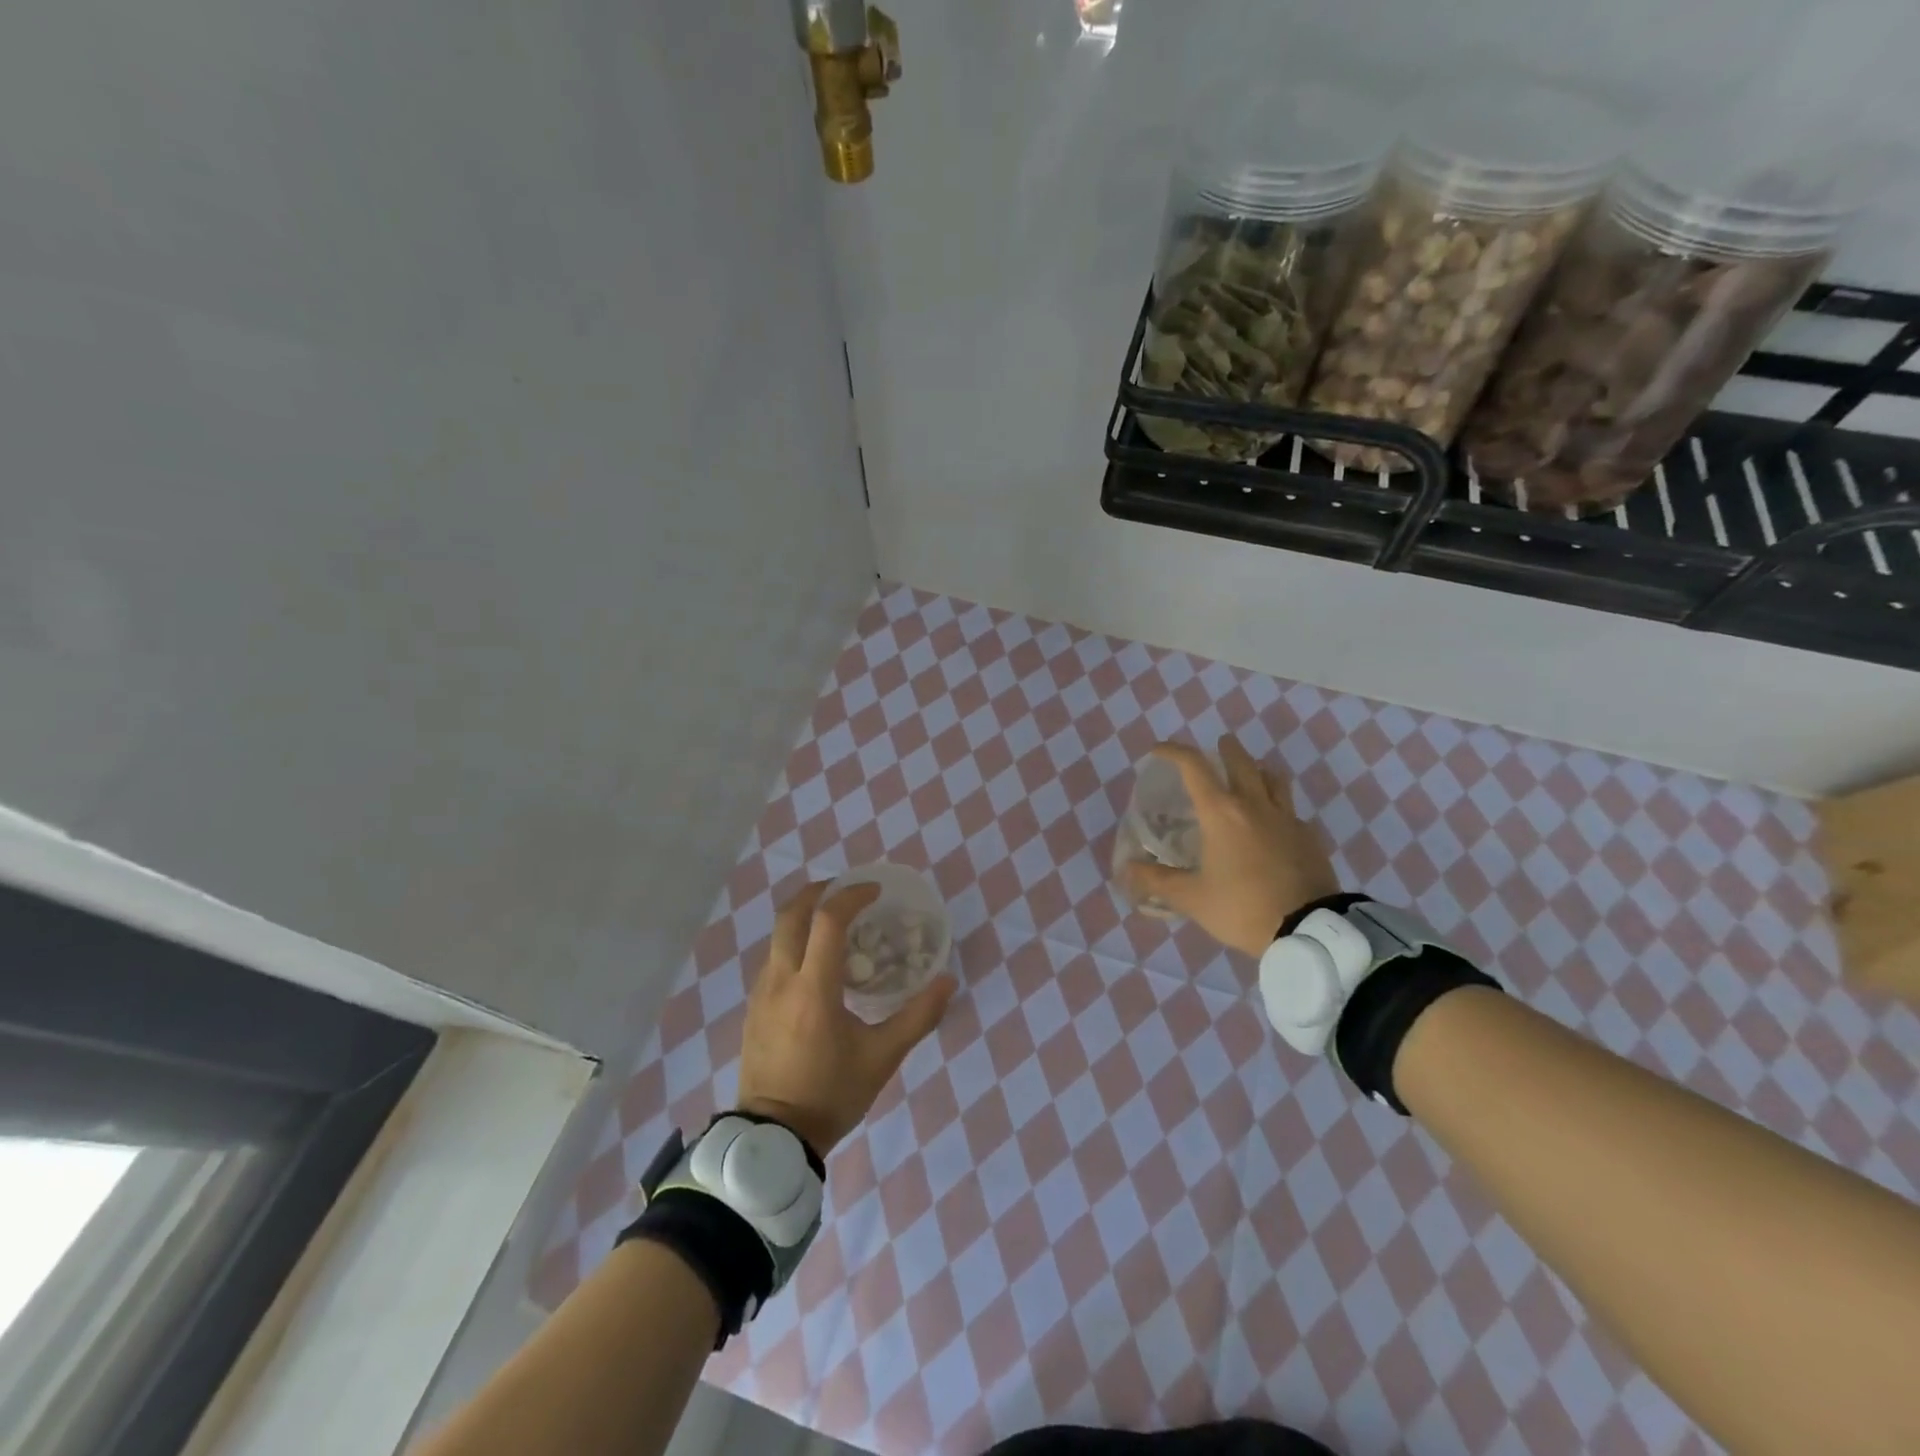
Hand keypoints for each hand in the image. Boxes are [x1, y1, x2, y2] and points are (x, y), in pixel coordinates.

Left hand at [736, 881, 956, 1155]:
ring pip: (778, 935)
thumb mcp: (881, 1059)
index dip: (851, 896)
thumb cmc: (831, 1095)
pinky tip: (816, 959)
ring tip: (836, 920)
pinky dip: (794, 940)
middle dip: (818, 891)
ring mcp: (761, 992)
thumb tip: (947, 981)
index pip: (827, 921)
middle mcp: (781, 980)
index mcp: (813, 989)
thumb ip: (917, 1017)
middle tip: (847, 889)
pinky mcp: (753, 1006)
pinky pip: (773, 956)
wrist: (773, 1138)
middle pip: (790, 914)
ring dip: (804, 915)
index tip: (875, 890)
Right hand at [1125, 735, 1339, 957]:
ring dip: (1258, 769)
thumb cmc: (1242, 907)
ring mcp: (1287, 819)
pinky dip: (1277, 806)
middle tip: (1218, 745)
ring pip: (1274, 779)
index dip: (1173, 752)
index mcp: (1221, 813)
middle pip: (1241, 762)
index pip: (1194, 767)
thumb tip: (1127, 869)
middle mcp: (1254, 805)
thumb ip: (1157, 880)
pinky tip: (1273, 824)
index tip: (1158, 750)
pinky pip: (1291, 810)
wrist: (1309, 929)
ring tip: (1250, 773)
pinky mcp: (1309, 837)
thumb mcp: (1192, 898)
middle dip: (1226, 749)